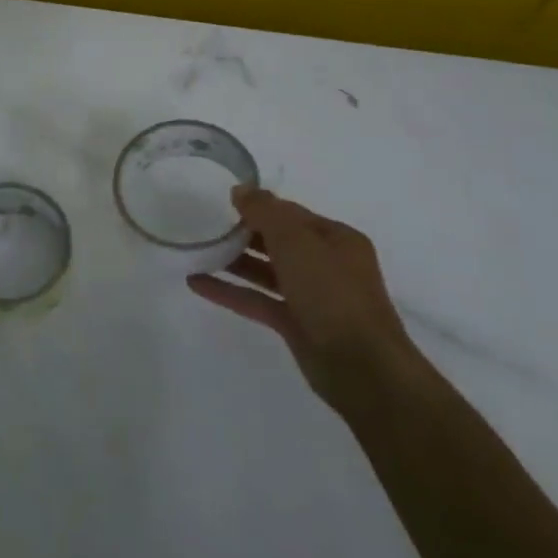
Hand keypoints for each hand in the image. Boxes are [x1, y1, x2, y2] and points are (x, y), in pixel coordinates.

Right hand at [188, 186, 416, 412]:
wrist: (361, 367)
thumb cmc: (332, 293)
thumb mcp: (297, 242)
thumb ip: (265, 212)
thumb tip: (240, 190)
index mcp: (336, 239)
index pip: (292, 214)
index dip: (259, 205)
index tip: (222, 201)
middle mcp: (326, 264)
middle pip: (278, 241)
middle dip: (244, 232)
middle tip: (205, 224)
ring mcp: (311, 296)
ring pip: (266, 271)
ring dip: (234, 261)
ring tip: (197, 250)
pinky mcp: (295, 324)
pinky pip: (257, 300)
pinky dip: (229, 291)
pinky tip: (196, 283)